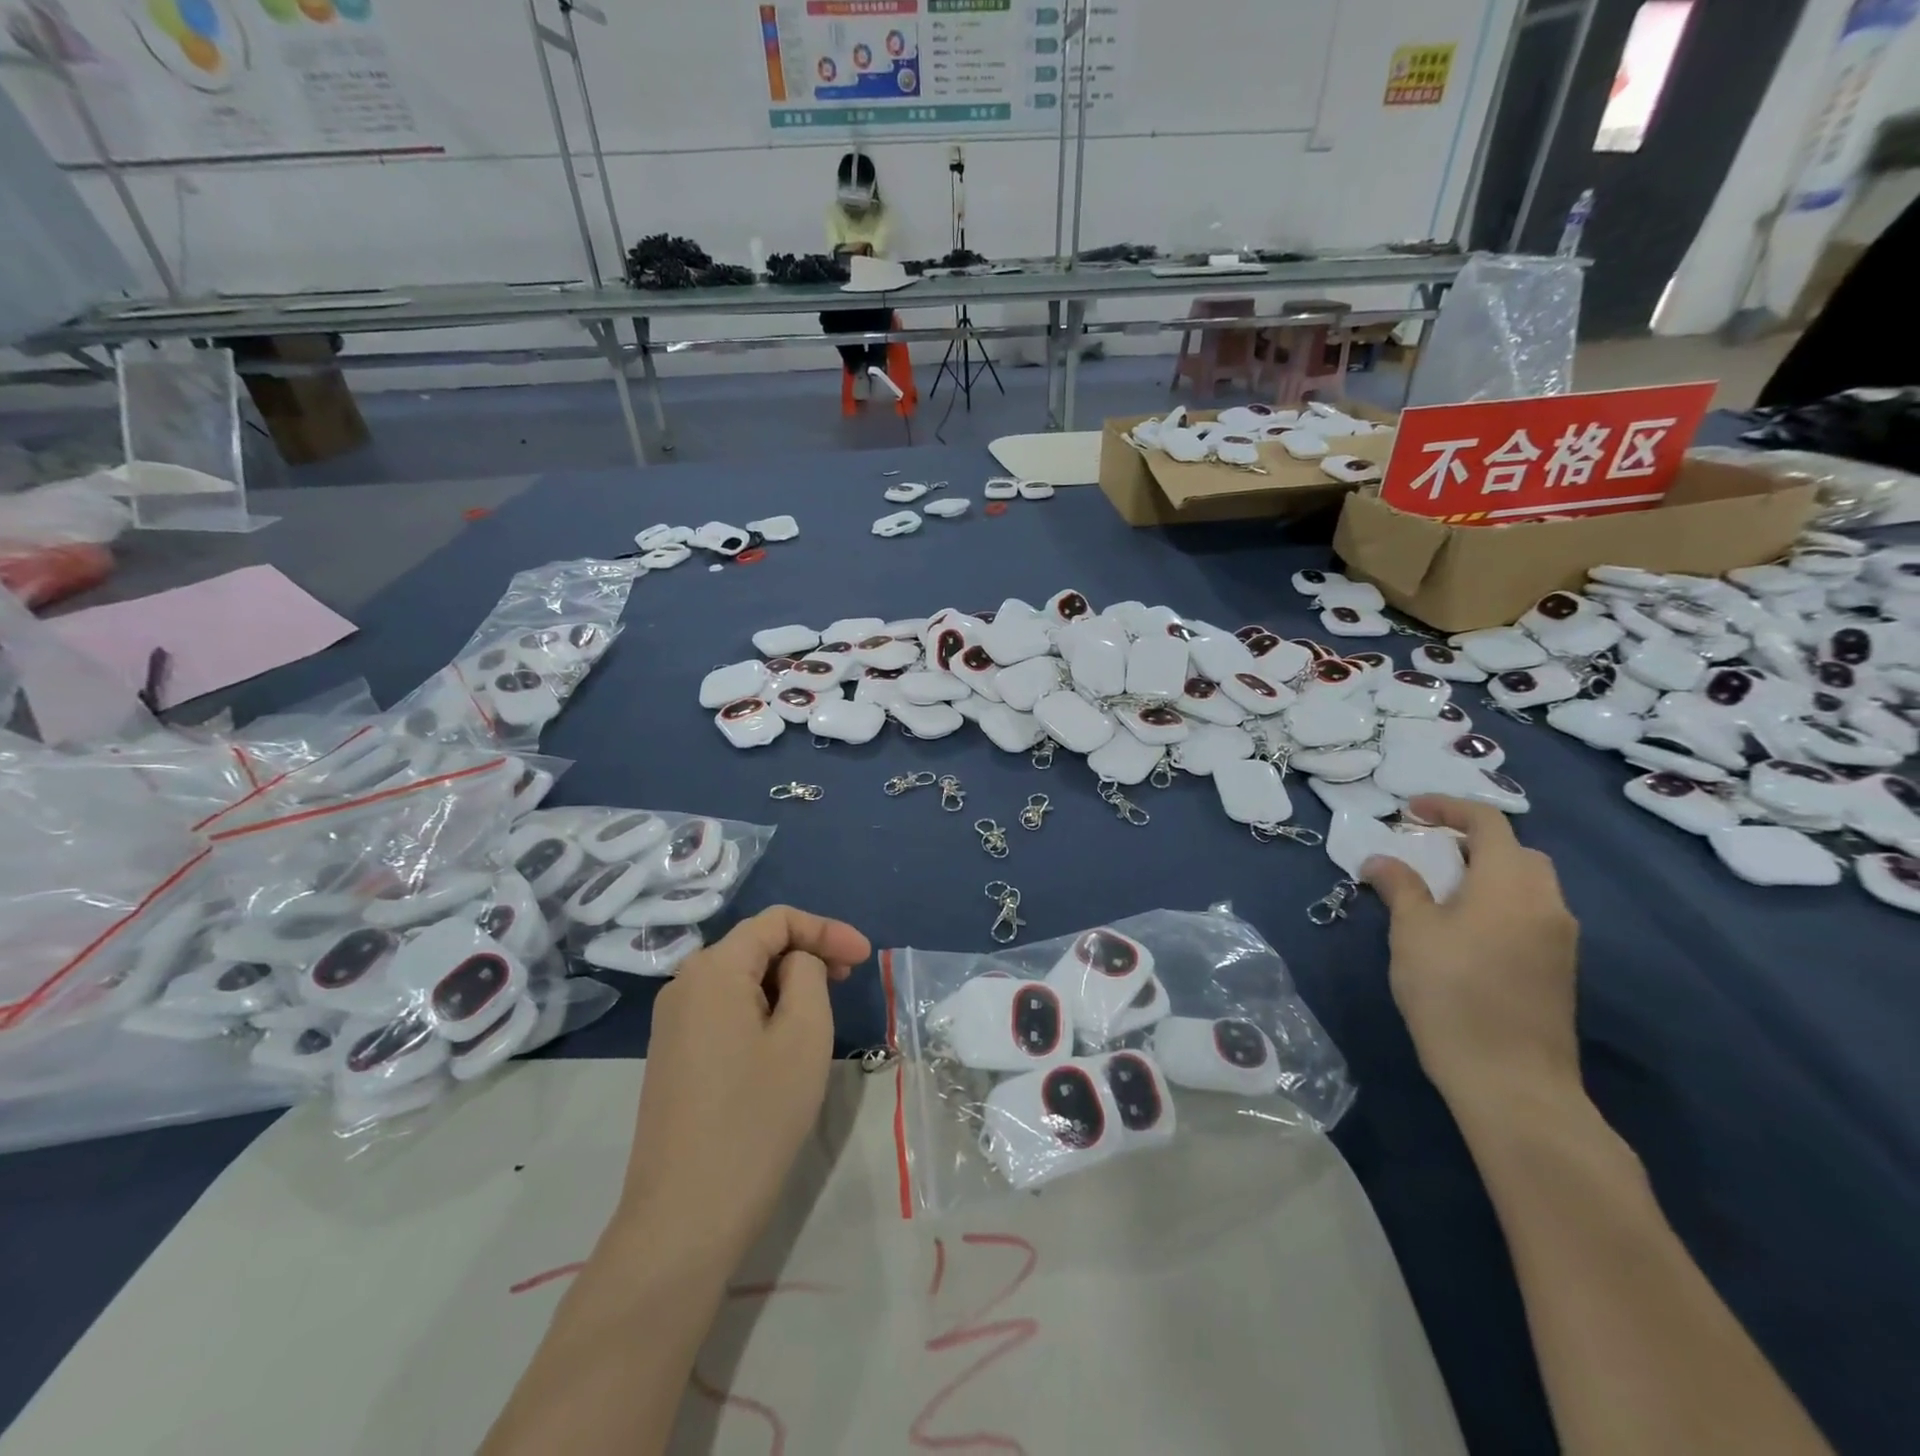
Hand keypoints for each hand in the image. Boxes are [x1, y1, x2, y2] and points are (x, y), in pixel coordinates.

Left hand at [616, 906, 871, 1264]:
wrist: (685, 1217)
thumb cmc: (756, 1117)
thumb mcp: (804, 1035)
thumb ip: (808, 975)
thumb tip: (796, 966)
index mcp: (713, 969)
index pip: (776, 921)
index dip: (826, 929)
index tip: (865, 958)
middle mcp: (684, 985)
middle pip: (755, 946)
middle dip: (807, 953)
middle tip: (851, 979)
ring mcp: (672, 1023)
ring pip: (740, 979)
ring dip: (786, 982)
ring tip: (823, 1009)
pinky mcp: (673, 1056)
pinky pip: (724, 1010)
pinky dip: (762, 1008)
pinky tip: (784, 1039)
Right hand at [1362, 796, 1579, 1110]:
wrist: (1510, 1080)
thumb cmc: (1452, 993)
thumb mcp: (1412, 932)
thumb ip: (1399, 887)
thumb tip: (1380, 860)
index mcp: (1511, 884)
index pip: (1489, 823)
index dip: (1448, 807)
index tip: (1410, 811)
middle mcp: (1547, 902)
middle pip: (1517, 852)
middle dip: (1473, 840)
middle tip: (1428, 851)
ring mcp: (1559, 938)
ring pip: (1528, 884)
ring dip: (1487, 873)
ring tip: (1441, 889)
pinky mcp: (1559, 968)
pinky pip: (1531, 913)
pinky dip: (1499, 902)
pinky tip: (1465, 928)